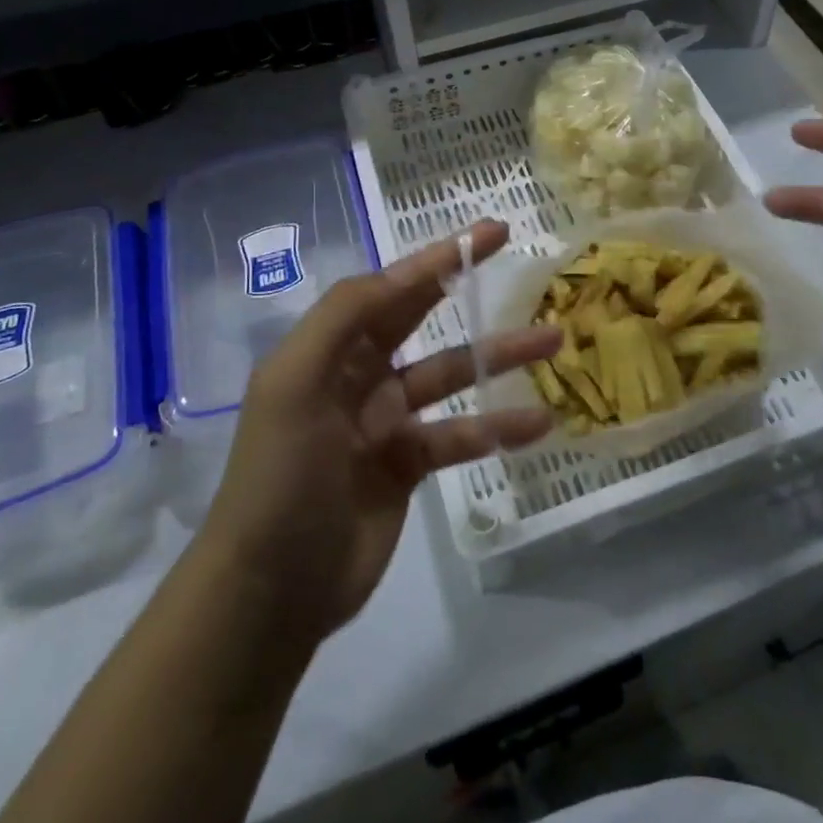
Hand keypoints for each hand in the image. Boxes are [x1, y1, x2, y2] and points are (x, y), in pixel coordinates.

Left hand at [204, 220, 559, 644]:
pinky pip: (459, 435)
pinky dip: (496, 428)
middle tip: (524, 264)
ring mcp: (385, 421)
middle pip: (425, 318)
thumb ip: (344, 316)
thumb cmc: (281, 476)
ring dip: (501, 358)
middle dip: (471, 290)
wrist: (270, 590)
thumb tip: (402, 273)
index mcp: (330, 348)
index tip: (490, 233)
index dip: (440, 256)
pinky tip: (538, 423)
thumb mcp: (295, 383)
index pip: (392, 287)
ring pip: (453, 376)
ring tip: (553, 341)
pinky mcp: (407, 466)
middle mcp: (358, 374)